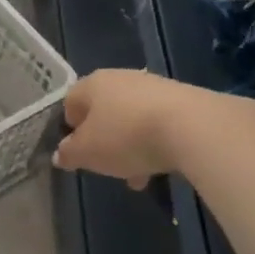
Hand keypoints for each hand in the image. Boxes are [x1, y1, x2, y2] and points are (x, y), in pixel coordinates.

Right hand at [52, 69, 219, 189]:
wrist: (194, 127)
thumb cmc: (127, 136)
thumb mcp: (88, 153)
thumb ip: (69, 153)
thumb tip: (60, 154)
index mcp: (92, 84)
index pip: (71, 101)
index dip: (70, 127)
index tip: (78, 151)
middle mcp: (121, 78)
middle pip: (104, 111)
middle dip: (104, 141)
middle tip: (108, 166)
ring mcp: (154, 86)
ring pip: (132, 119)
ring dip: (131, 146)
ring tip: (139, 175)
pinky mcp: (184, 99)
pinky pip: (160, 123)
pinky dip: (156, 142)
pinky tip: (163, 166)